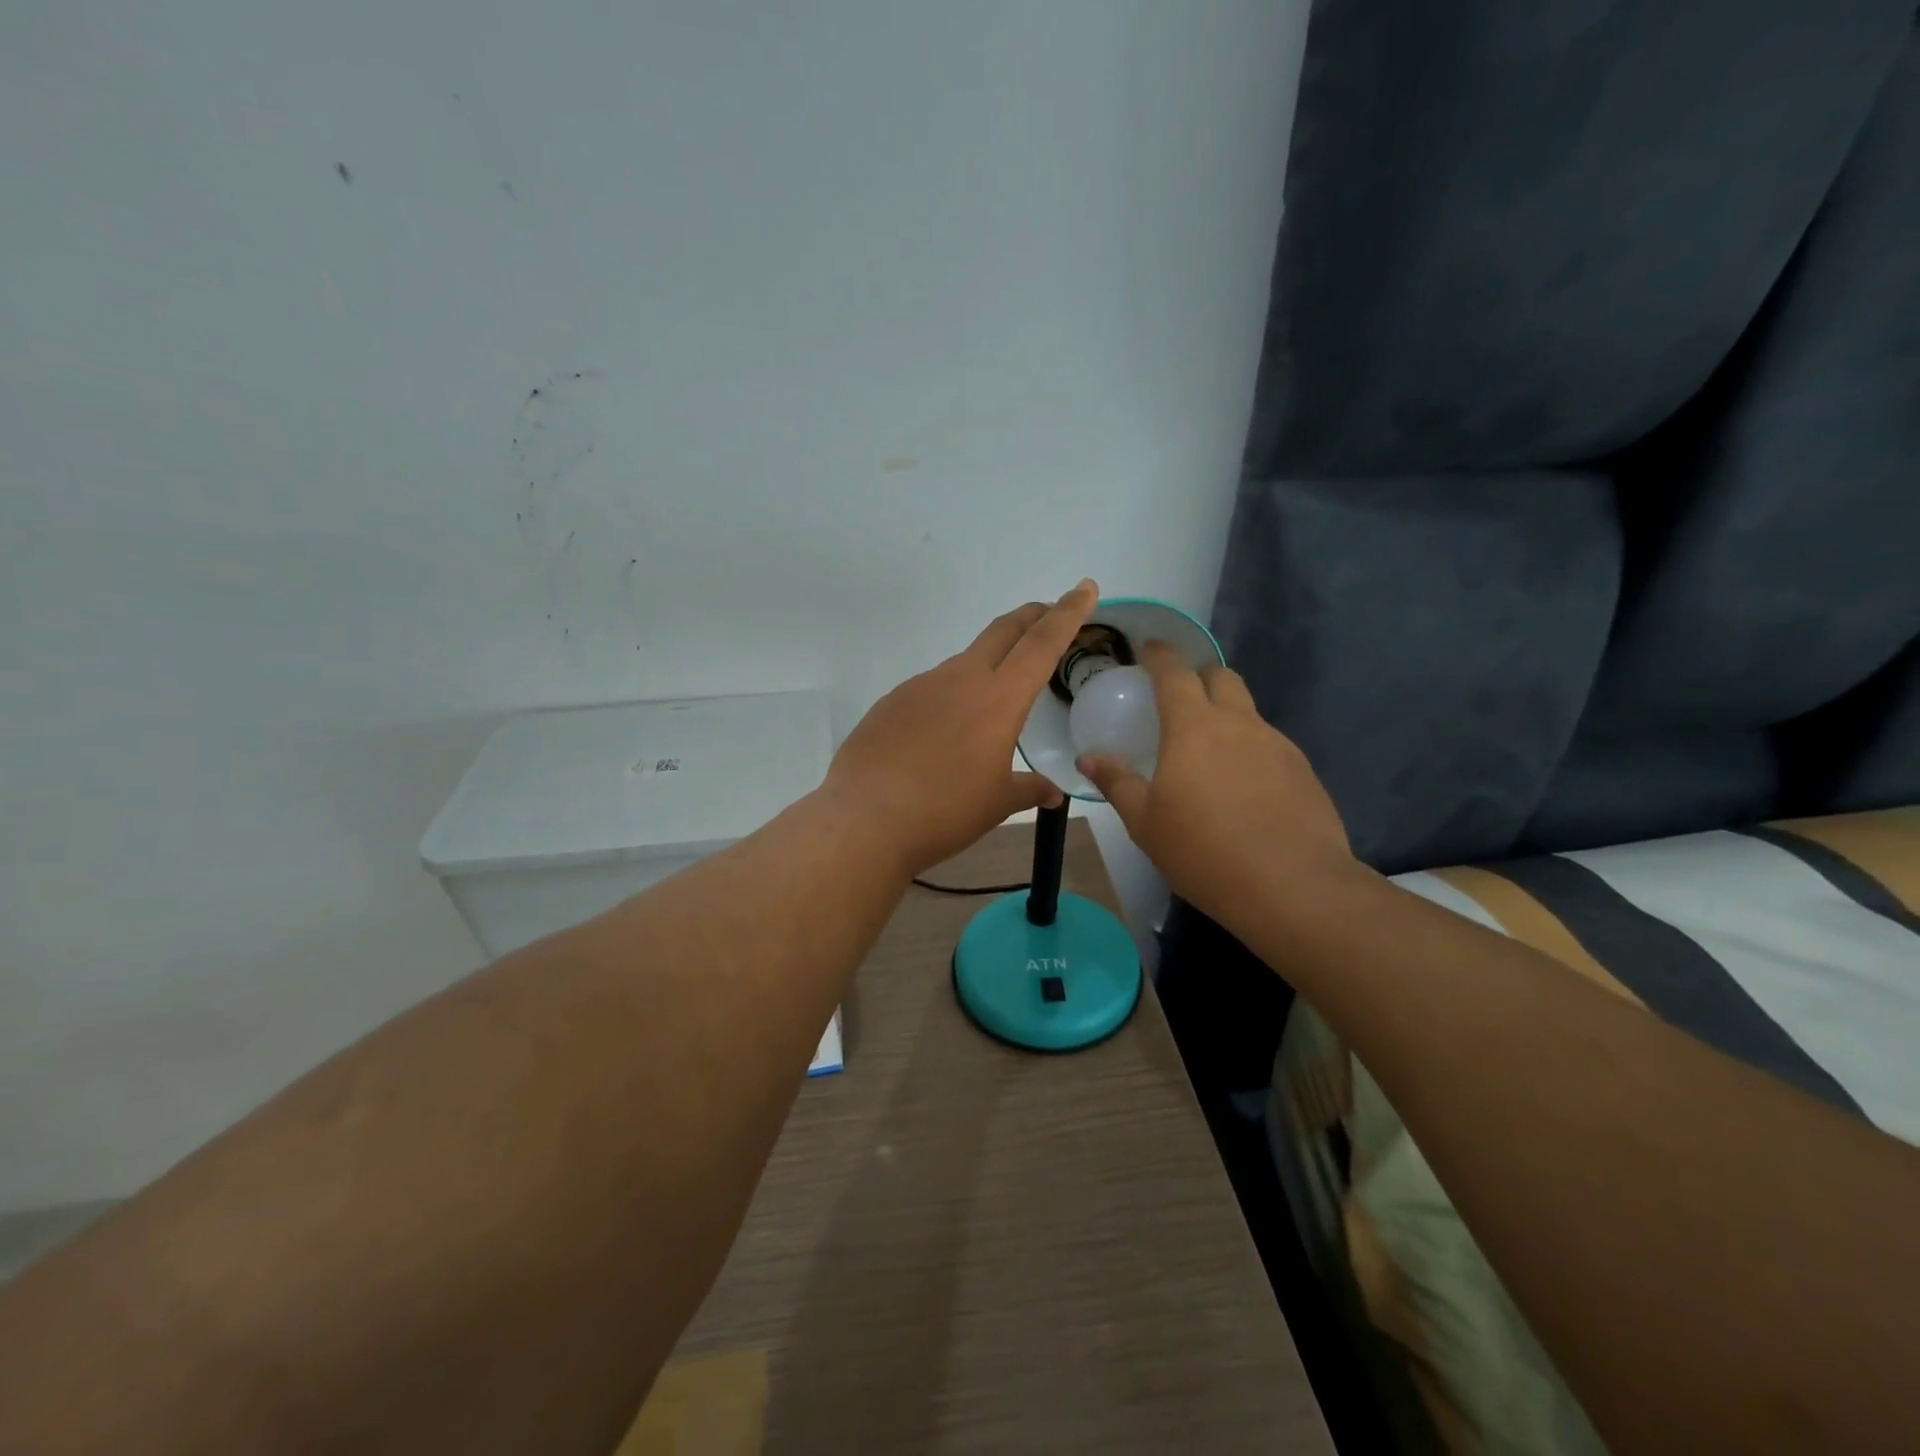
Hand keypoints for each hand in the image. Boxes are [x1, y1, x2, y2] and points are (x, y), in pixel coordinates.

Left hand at [824, 580, 1097, 876]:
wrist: (865, 819)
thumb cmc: (944, 811)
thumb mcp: (997, 804)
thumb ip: (1029, 789)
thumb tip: (1052, 791)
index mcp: (998, 698)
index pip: (1042, 643)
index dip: (1068, 613)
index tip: (1085, 588)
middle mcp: (960, 679)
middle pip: (1003, 632)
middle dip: (1030, 616)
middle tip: (1047, 613)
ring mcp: (921, 685)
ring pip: (964, 661)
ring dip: (987, 664)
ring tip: (993, 699)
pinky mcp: (891, 701)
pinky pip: (931, 688)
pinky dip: (949, 696)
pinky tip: (942, 731)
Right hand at [1077, 643, 1360, 928]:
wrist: (1292, 886)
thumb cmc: (1203, 850)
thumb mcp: (1145, 821)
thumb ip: (1117, 782)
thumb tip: (1088, 758)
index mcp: (1193, 727)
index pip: (1174, 672)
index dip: (1160, 655)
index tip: (1149, 648)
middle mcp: (1238, 724)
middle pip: (1221, 677)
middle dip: (1200, 675)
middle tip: (1181, 696)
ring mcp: (1277, 744)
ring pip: (1248, 711)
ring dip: (1227, 713)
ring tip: (1210, 749)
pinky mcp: (1303, 770)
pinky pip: (1270, 743)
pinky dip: (1250, 748)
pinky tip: (1243, 785)